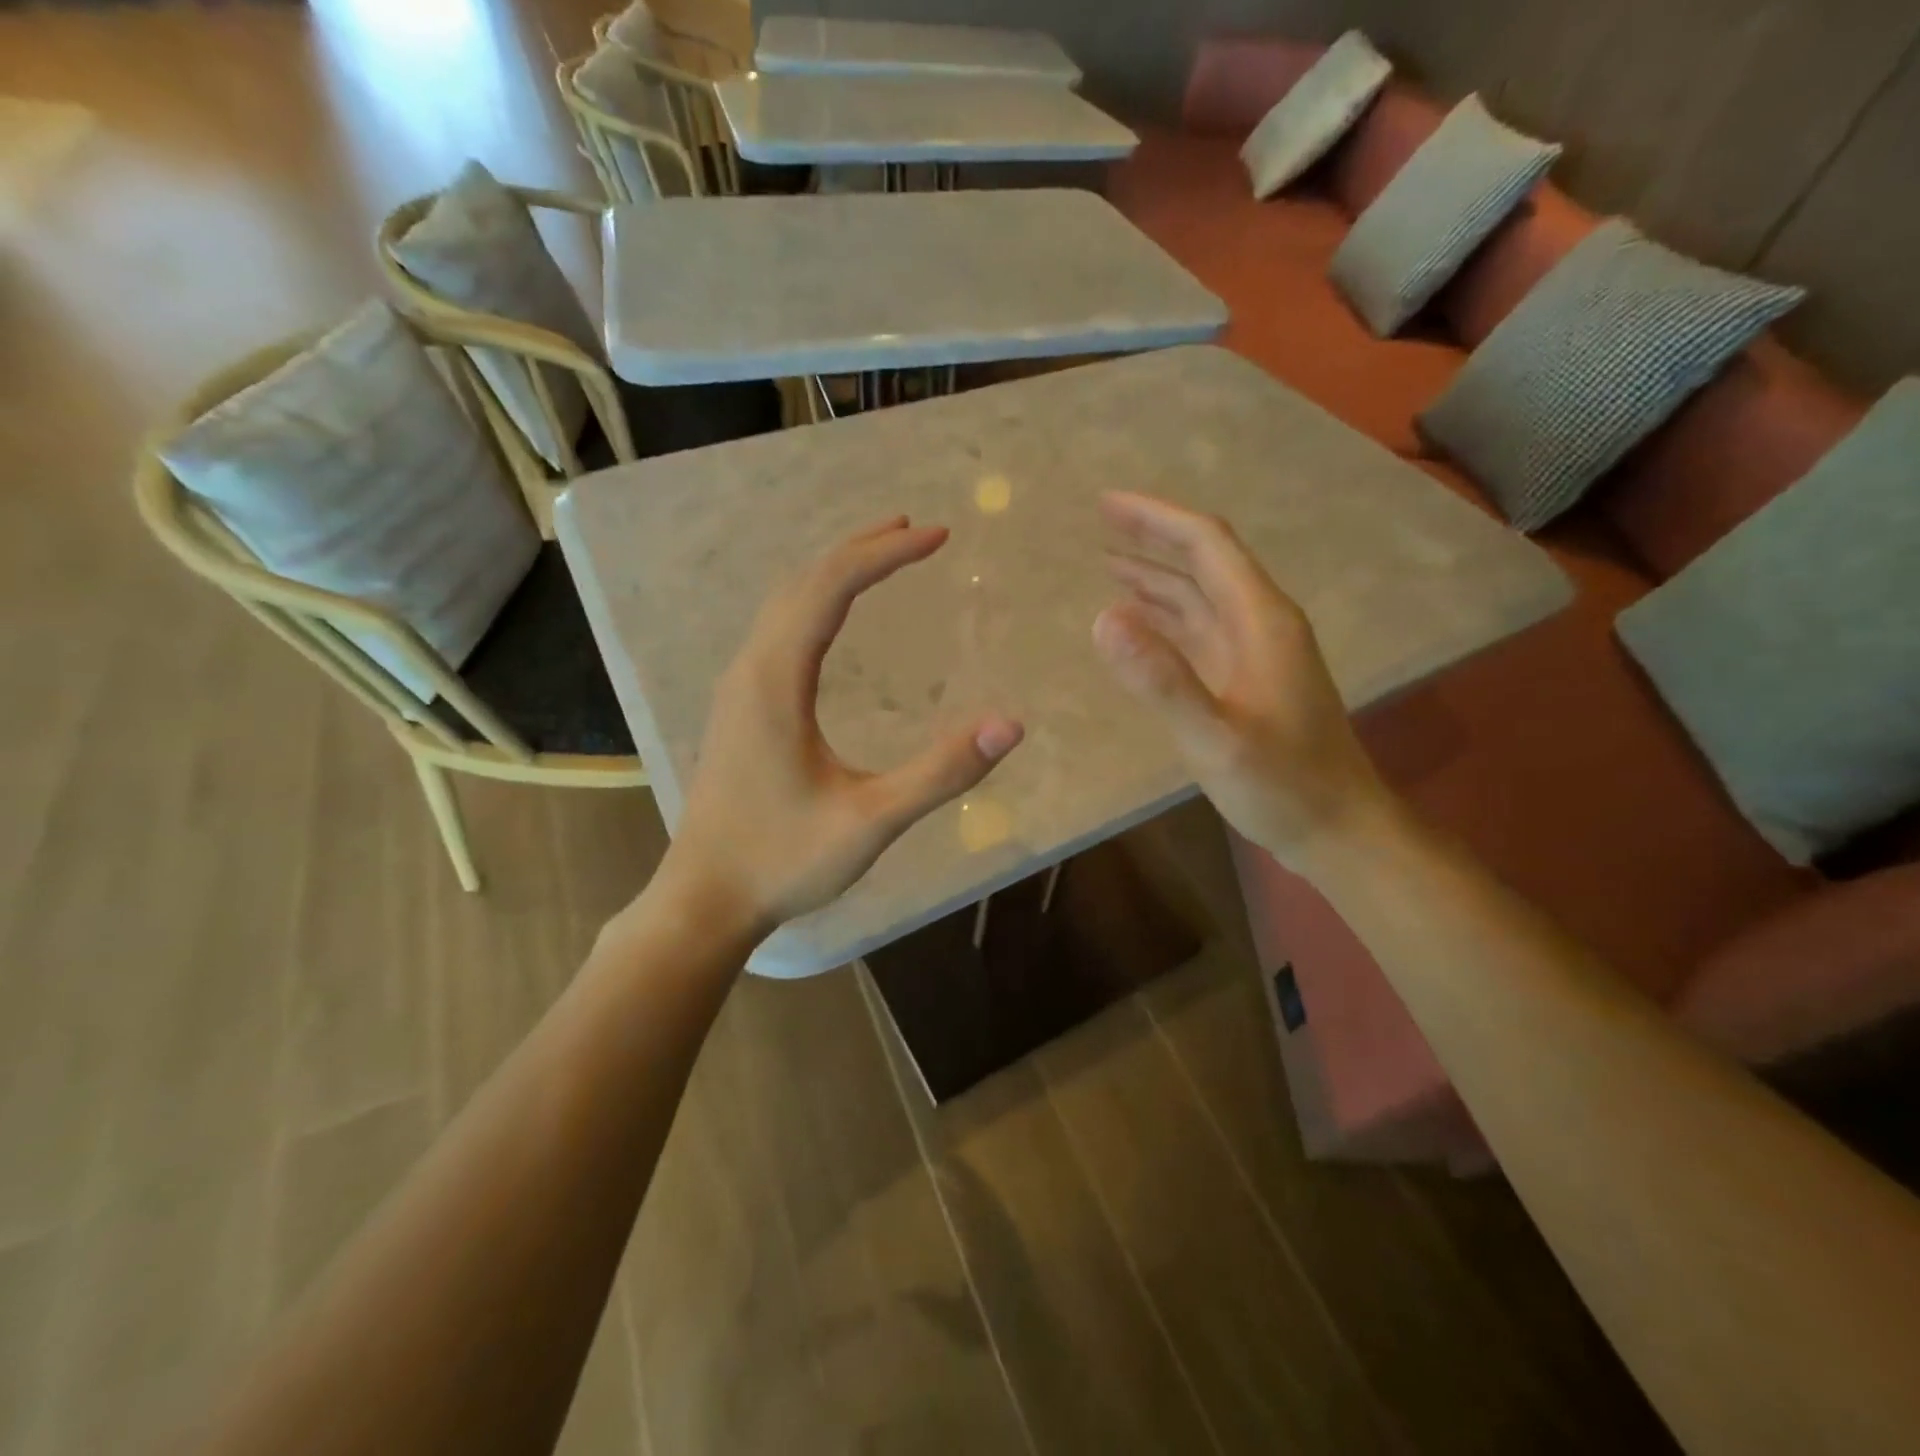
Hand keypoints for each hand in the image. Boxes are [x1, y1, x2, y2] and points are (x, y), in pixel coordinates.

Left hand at [655, 518, 1024, 938]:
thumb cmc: (784, 861)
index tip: (938, 537)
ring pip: (785, 603)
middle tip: (916, 530)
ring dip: (833, 570)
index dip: (886, 555)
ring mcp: (739, 687)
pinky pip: (777, 629)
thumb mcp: (872, 822)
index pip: (831, 588)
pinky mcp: (740, 707)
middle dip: (861, 549)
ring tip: (881, 554)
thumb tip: (1009, 725)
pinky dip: (814, 601)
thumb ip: (941, 773)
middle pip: (804, 582)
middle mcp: (751, 669)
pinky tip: (833, 618)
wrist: (706, 899)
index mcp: (776, 682)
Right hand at [1092, 492, 1388, 869]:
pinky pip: (1198, 631)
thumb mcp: (1217, 737)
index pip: (1207, 545)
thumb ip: (1161, 680)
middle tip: (1099, 523)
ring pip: (1199, 597)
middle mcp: (1259, 623)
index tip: (1106, 505)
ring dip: (1155, 577)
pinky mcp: (1244, 679)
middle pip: (1203, 563)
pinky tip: (1137, 624)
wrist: (1336, 828)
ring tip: (1108, 564)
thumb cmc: (1282, 785)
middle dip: (1152, 538)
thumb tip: (1102, 618)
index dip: (1156, 519)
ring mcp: (1253, 652)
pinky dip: (1164, 618)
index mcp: (1260, 620)